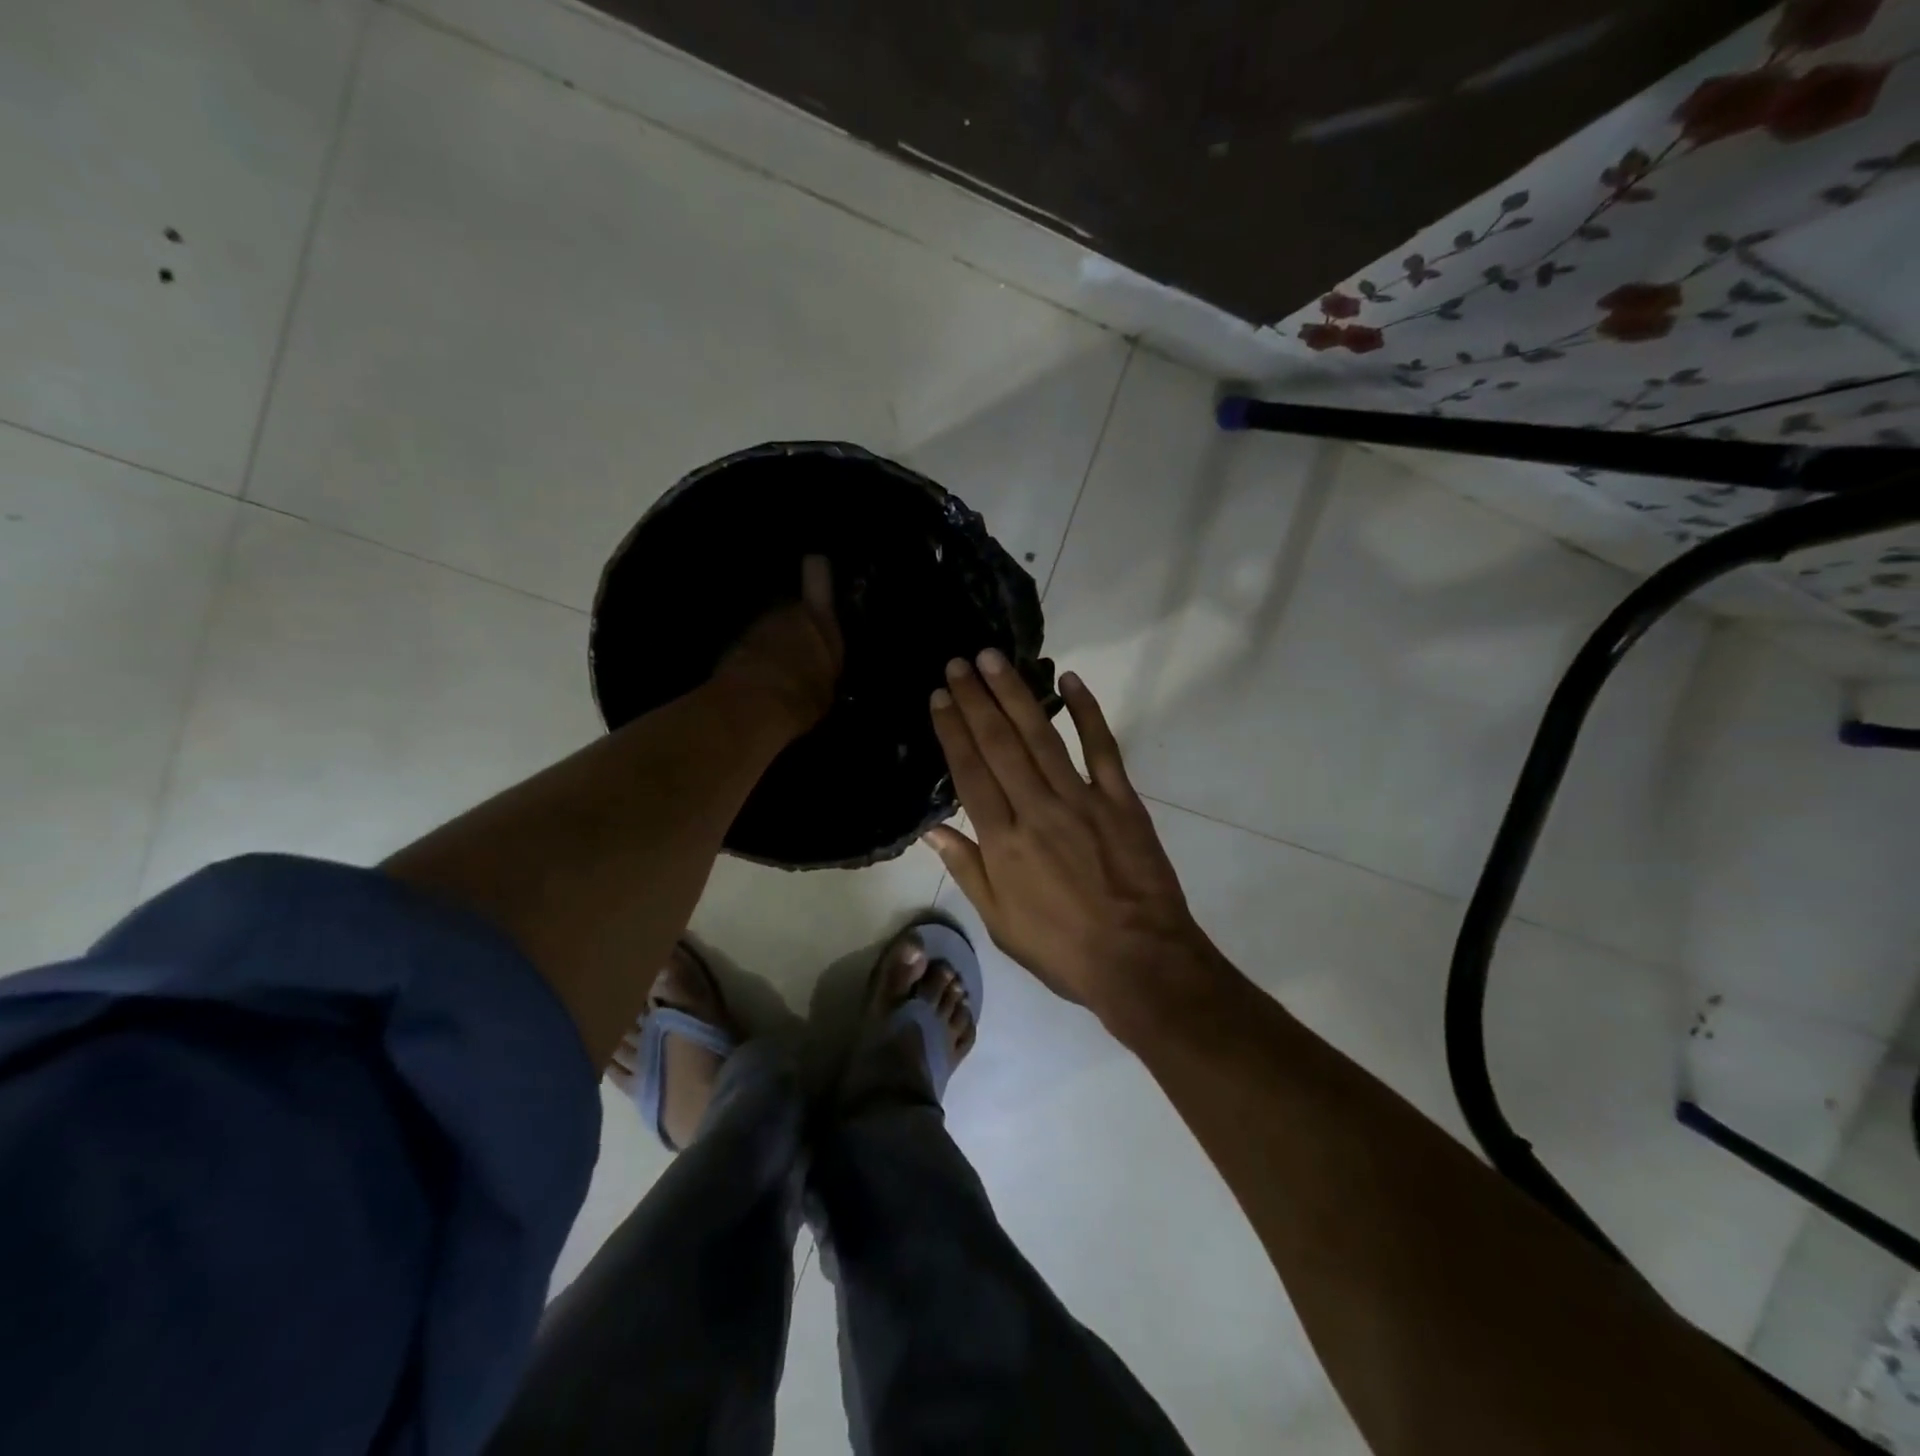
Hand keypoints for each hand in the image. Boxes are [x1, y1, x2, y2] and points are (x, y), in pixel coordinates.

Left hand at [714, 555, 843, 736]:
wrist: (755, 708)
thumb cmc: (805, 697)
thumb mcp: (828, 686)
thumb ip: (823, 666)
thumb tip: (818, 670)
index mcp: (819, 620)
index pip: (817, 573)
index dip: (817, 570)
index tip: (816, 567)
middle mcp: (785, 612)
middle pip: (790, 608)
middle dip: (791, 624)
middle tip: (797, 653)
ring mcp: (754, 626)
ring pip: (766, 628)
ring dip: (769, 643)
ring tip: (775, 674)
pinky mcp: (730, 646)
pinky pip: (746, 648)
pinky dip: (749, 660)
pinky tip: (755, 684)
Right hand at [924, 651, 1226, 1026]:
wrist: (1140, 961)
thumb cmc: (1062, 949)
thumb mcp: (1001, 921)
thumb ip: (968, 869)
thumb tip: (933, 830)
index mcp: (1003, 841)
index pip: (970, 772)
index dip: (952, 730)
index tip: (940, 697)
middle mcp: (1036, 809)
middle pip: (999, 743)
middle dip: (975, 699)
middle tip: (958, 662)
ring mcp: (1081, 799)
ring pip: (1041, 736)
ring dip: (1015, 694)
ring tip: (993, 659)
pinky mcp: (1120, 799)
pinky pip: (1102, 746)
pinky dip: (1087, 711)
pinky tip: (1069, 679)